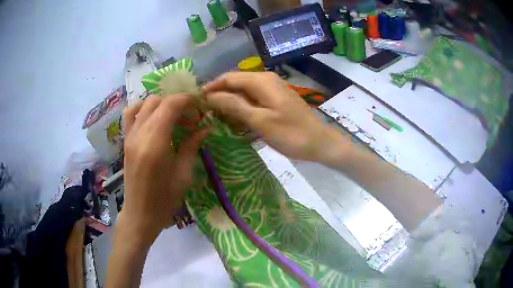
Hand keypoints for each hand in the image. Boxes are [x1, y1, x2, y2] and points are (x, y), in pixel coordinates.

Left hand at [121, 95, 206, 243]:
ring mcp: (130, 136)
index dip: (187, 99)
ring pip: (144, 104)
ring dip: (161, 104)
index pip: (170, 105)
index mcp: (156, 144)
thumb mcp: (183, 174)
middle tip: (191, 116)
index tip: (200, 105)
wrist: (140, 214)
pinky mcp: (126, 140)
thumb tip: (205, 127)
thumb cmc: (165, 200)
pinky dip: (143, 108)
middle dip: (177, 102)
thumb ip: (192, 146)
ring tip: (173, 116)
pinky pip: (131, 114)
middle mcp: (140, 134)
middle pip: (158, 101)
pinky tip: (153, 117)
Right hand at [202, 72, 343, 162]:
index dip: (211, 87)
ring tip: (214, 116)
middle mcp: (266, 80)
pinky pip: (253, 99)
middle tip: (203, 111)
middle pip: (235, 83)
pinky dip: (241, 108)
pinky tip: (234, 119)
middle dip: (219, 95)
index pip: (229, 78)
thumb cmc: (291, 133)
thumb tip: (210, 96)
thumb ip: (234, 105)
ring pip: (243, 92)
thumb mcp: (259, 120)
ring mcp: (272, 90)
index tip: (196, 100)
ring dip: (229, 102)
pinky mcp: (275, 100)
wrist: (319, 143)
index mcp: (261, 81)